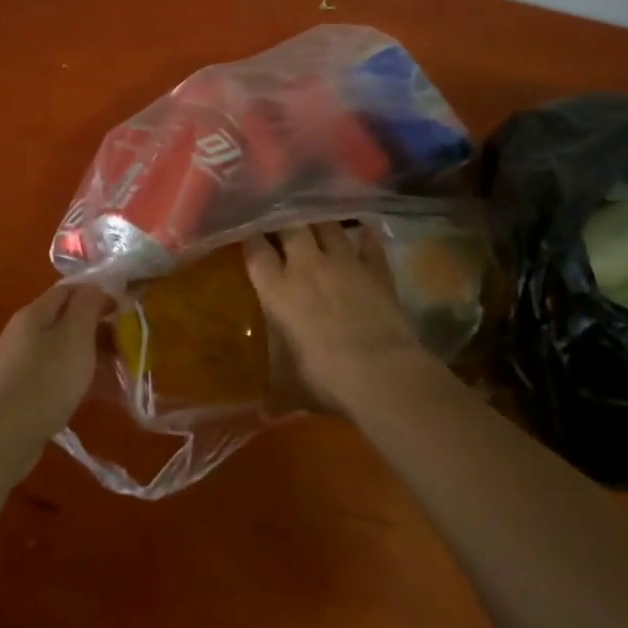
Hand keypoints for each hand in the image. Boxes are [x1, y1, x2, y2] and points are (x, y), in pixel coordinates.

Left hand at [0, 284, 111, 443]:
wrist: (4, 435)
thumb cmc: (46, 379)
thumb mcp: (75, 334)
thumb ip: (88, 305)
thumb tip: (97, 290)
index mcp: (34, 313)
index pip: (71, 290)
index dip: (100, 295)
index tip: (126, 311)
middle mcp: (24, 332)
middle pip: (67, 320)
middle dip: (99, 329)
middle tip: (127, 346)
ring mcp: (21, 363)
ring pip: (65, 350)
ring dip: (93, 356)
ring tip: (120, 373)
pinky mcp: (22, 391)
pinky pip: (57, 375)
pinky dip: (80, 378)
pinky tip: (98, 394)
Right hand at [244, 222, 428, 410]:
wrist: (381, 373)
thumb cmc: (324, 378)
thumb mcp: (290, 386)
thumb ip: (276, 390)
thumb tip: (264, 412)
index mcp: (276, 288)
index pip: (255, 249)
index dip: (249, 236)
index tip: (245, 229)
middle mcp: (306, 265)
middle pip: (290, 224)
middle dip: (282, 217)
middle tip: (279, 216)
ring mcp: (344, 262)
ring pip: (327, 225)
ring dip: (319, 219)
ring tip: (314, 214)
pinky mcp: (377, 268)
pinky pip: (369, 241)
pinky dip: (365, 234)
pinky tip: (363, 228)